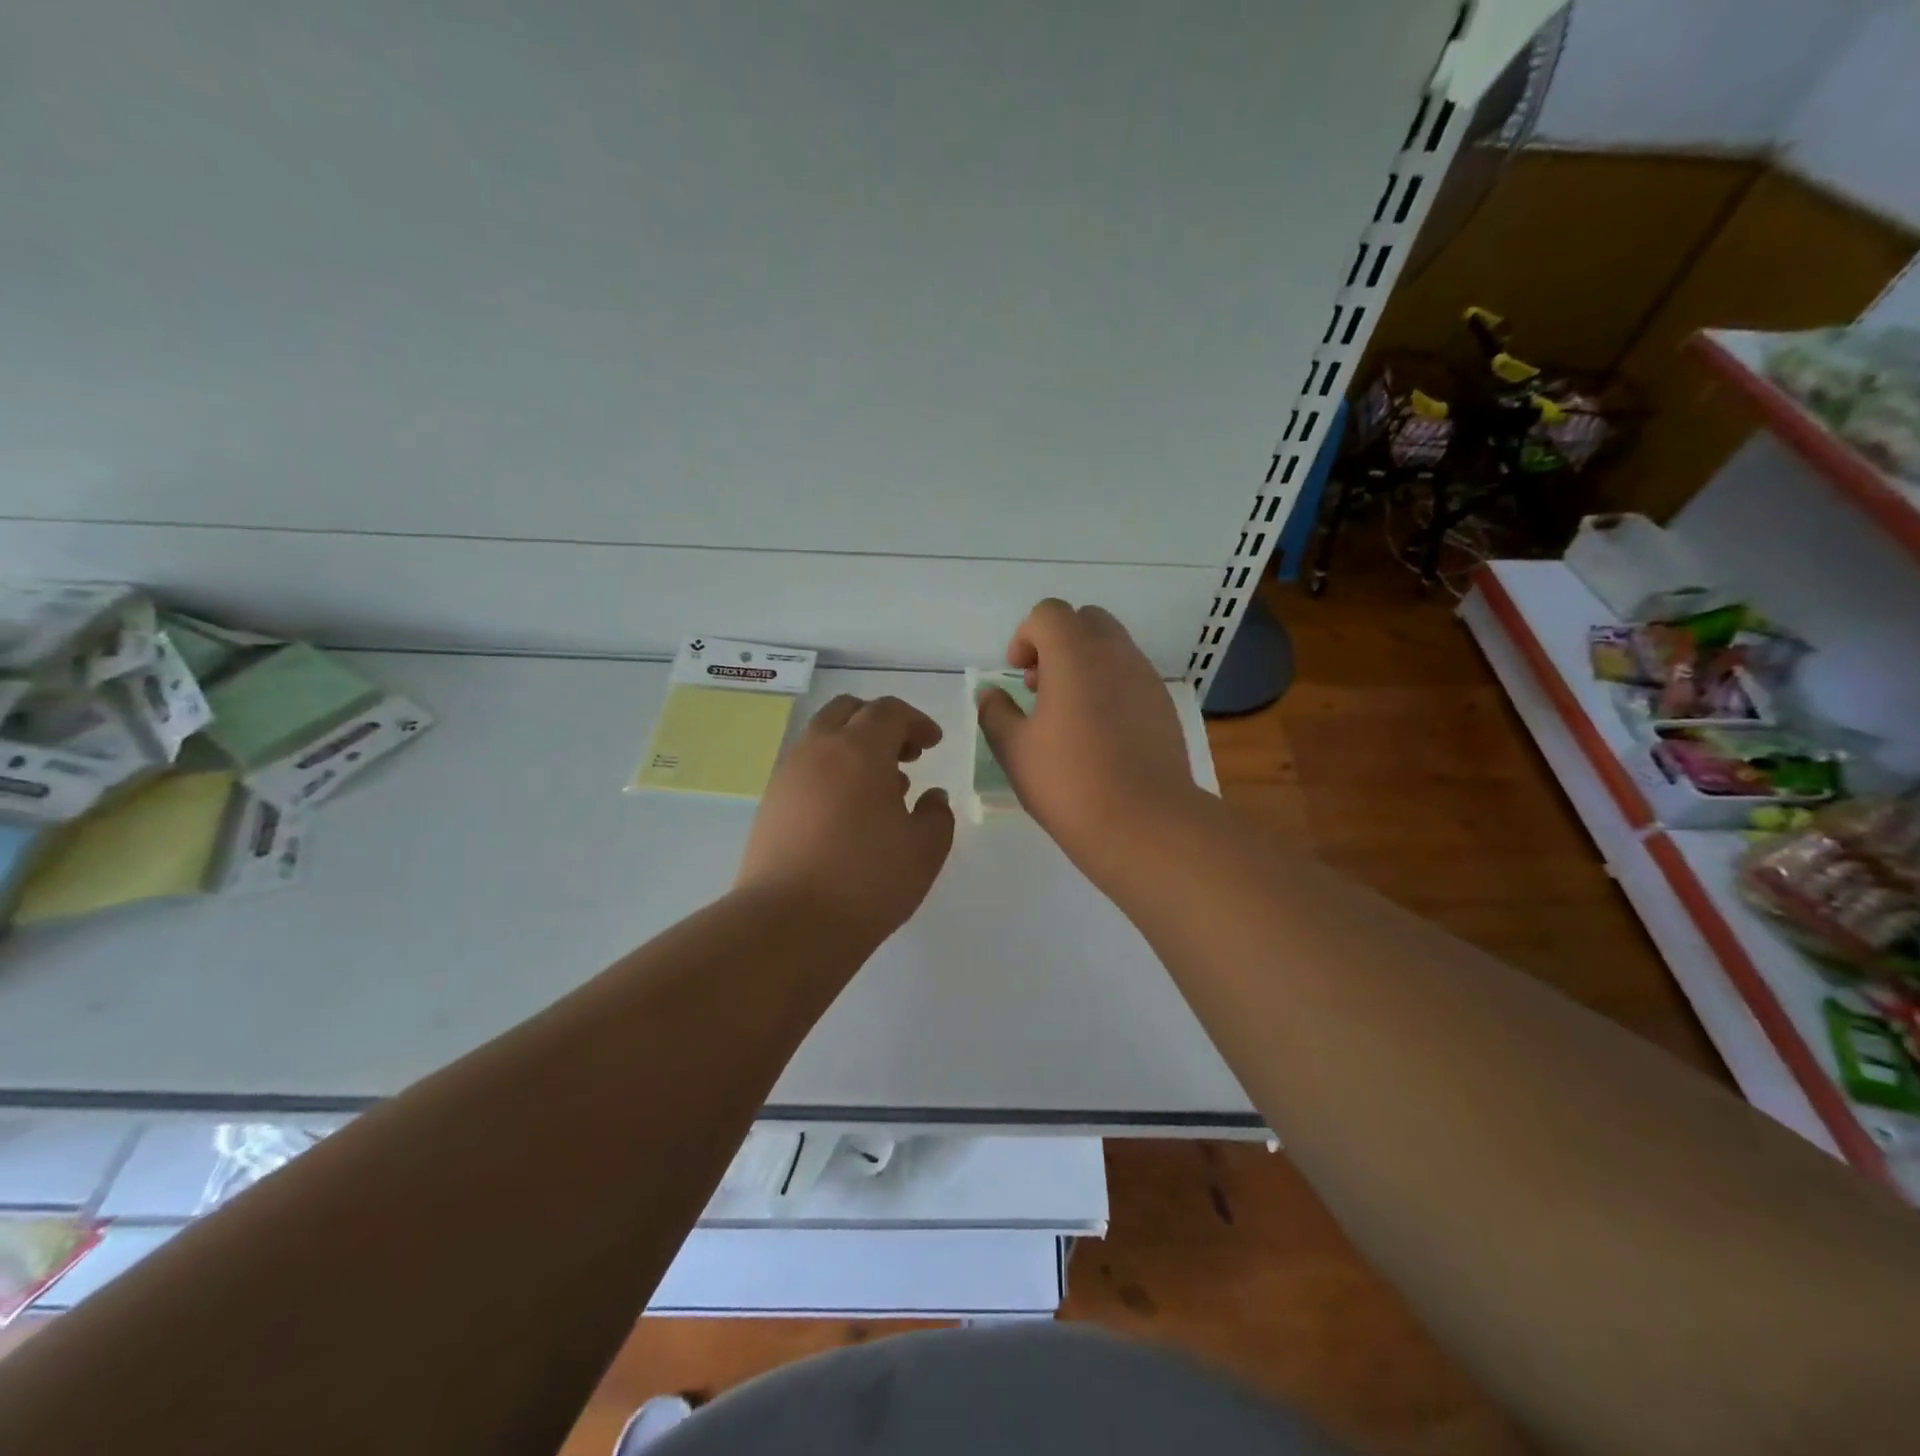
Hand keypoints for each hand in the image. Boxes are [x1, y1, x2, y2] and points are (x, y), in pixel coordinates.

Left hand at [736, 695, 954, 946]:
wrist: (788, 924)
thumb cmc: (867, 881)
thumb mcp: (924, 850)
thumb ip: (937, 814)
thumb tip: (931, 796)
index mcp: (859, 750)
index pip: (888, 711)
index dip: (916, 721)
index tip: (933, 744)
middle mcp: (818, 750)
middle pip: (848, 711)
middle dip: (880, 723)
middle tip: (905, 755)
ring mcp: (788, 775)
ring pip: (822, 738)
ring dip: (854, 747)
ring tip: (880, 788)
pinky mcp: (770, 803)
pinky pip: (806, 768)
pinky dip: (831, 771)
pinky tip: (848, 811)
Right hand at [976, 600, 1199, 879]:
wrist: (1145, 823)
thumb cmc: (1069, 783)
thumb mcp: (1014, 750)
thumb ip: (996, 712)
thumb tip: (989, 693)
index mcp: (1075, 655)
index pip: (1049, 613)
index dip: (1026, 636)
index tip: (1017, 673)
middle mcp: (1116, 654)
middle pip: (1086, 620)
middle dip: (1058, 642)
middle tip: (1041, 687)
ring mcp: (1146, 678)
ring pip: (1112, 647)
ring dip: (1085, 663)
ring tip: (1068, 714)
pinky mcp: (1164, 705)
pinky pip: (1132, 676)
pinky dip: (1109, 686)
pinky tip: (1099, 734)